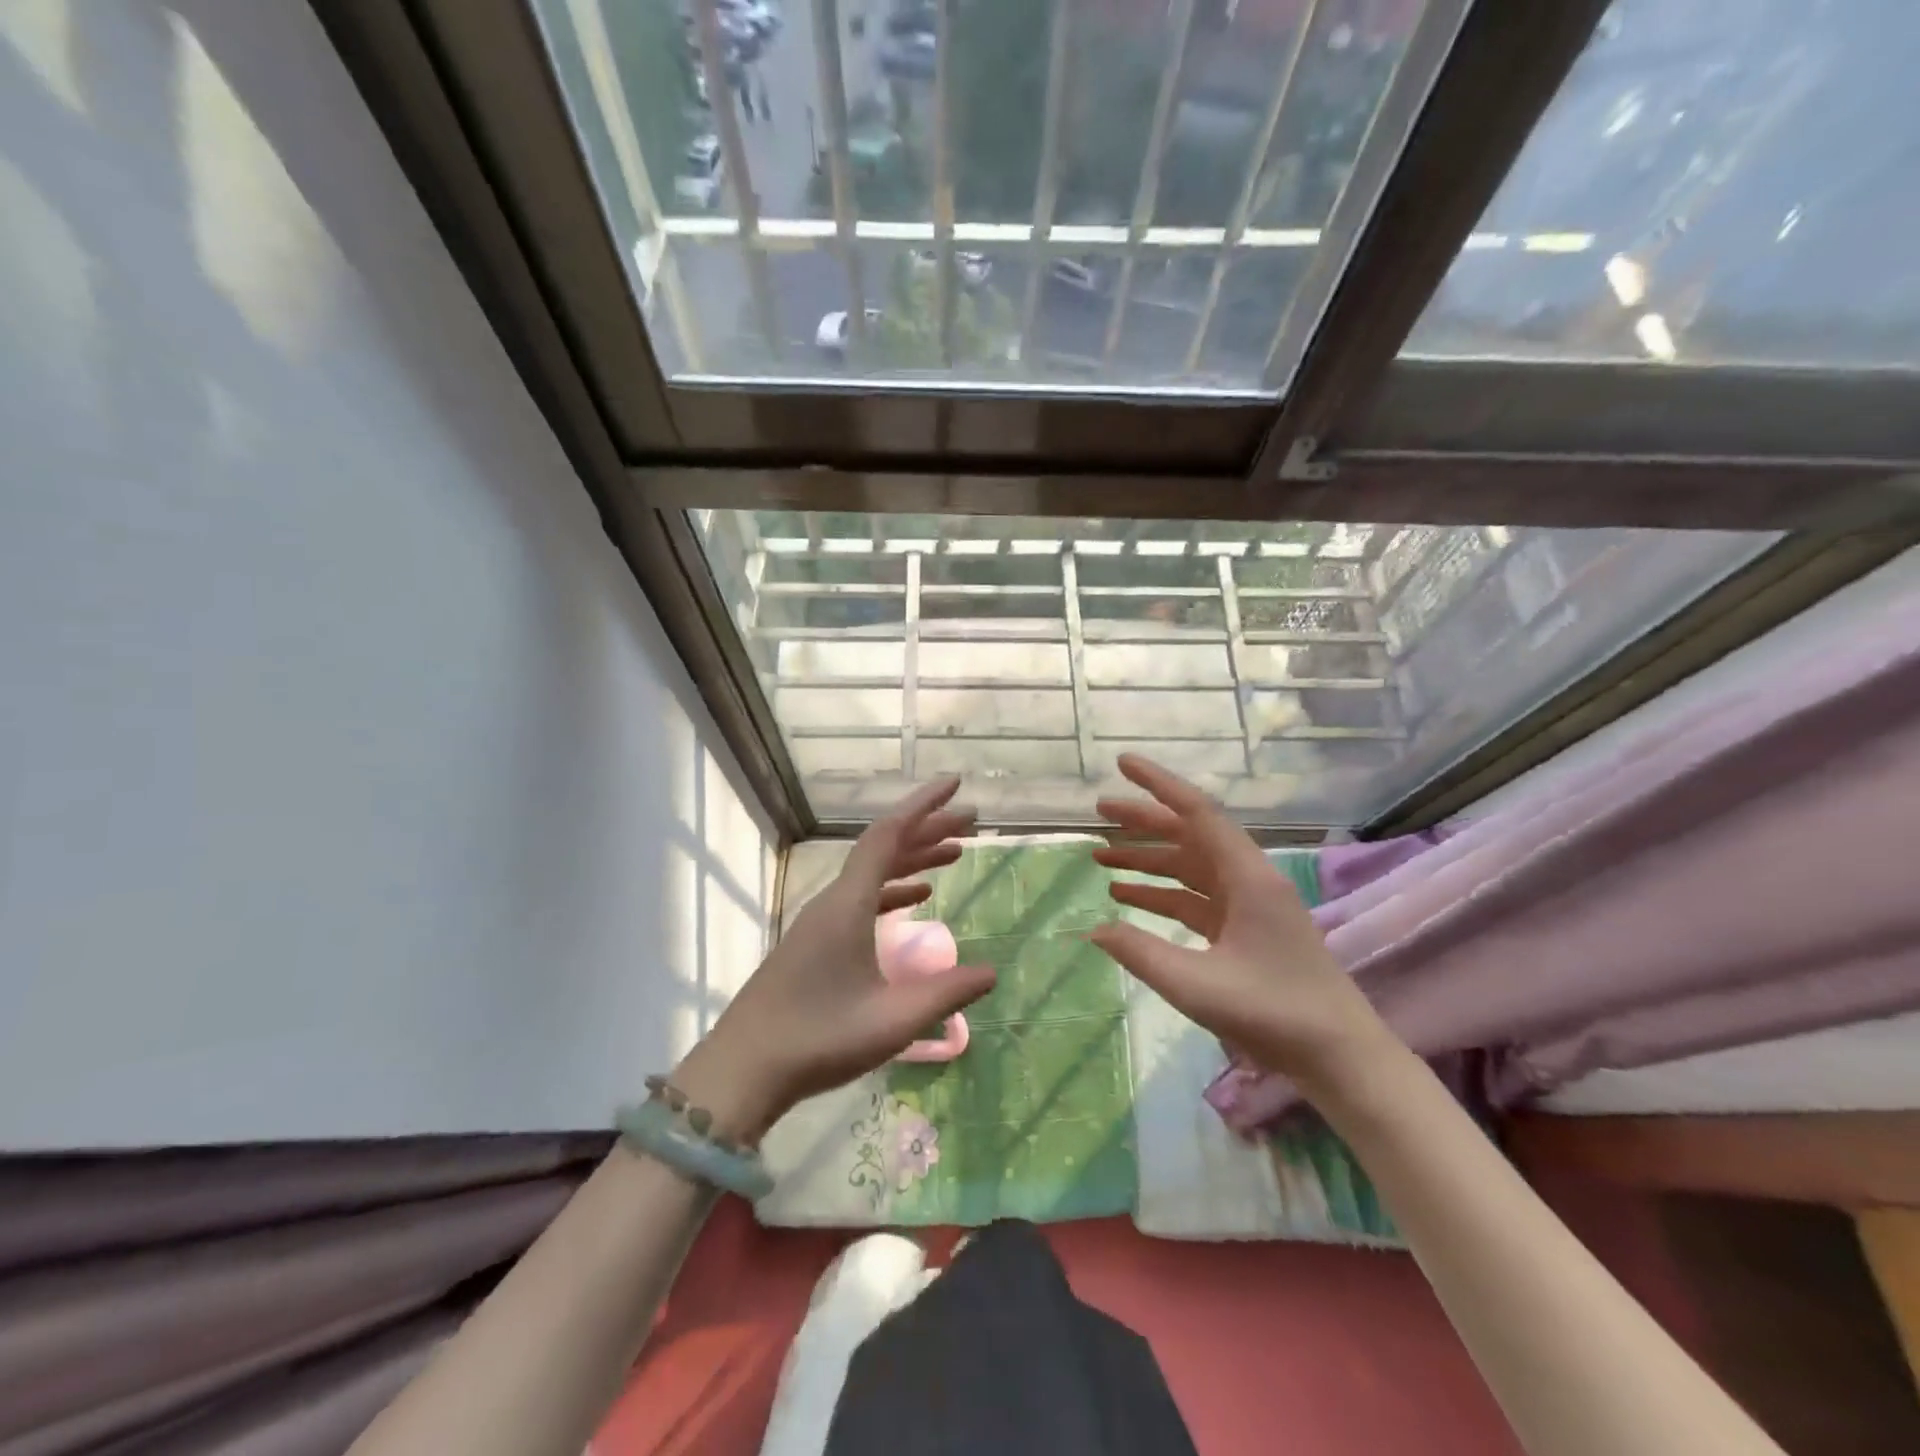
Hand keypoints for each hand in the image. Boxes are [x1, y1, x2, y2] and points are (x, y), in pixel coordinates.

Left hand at [673, 778, 995, 1141]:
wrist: (744, 1070)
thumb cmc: (819, 1039)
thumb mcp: (894, 1020)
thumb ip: (947, 993)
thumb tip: (992, 972)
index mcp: (848, 904)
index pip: (889, 835)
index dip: (924, 806)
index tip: (955, 785)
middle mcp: (833, 901)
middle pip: (883, 848)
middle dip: (927, 830)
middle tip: (969, 822)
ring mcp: (820, 920)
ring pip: (872, 873)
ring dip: (912, 859)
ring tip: (952, 854)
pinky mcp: (814, 942)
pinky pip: (861, 898)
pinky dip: (892, 890)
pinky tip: (917, 899)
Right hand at [1088, 754, 1391, 1086]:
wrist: (1340, 1057)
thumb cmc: (1275, 1013)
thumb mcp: (1197, 986)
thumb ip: (1141, 953)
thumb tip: (1094, 929)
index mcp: (1247, 877)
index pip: (1197, 812)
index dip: (1157, 784)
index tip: (1122, 764)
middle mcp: (1248, 880)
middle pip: (1189, 835)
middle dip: (1143, 822)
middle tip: (1098, 812)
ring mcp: (1247, 906)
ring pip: (1190, 867)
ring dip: (1148, 860)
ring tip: (1100, 858)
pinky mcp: (1244, 931)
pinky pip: (1194, 899)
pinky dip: (1161, 894)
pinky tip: (1127, 899)